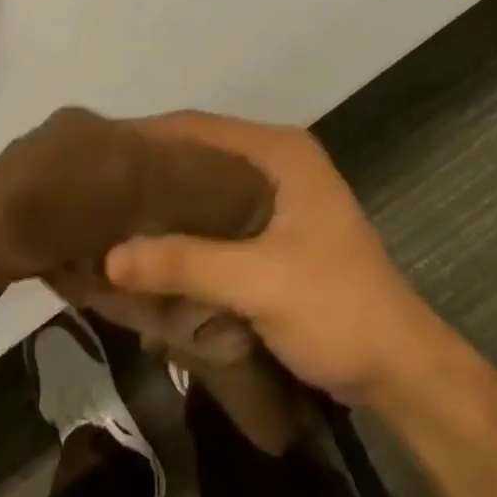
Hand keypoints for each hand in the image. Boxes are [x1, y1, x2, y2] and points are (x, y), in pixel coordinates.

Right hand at [104, 112, 434, 404]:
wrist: (402, 370)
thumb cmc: (337, 310)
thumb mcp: (258, 283)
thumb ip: (185, 264)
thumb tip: (109, 257)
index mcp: (280, 151)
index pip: (196, 126)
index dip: (144, 136)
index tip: (94, 155)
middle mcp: (277, 162)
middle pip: (198, 152)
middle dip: (149, 170)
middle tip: (95, 190)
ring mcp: (279, 196)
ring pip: (205, 186)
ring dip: (165, 201)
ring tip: (111, 215)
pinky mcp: (276, 230)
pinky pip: (216, 216)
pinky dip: (185, 227)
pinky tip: (151, 246)